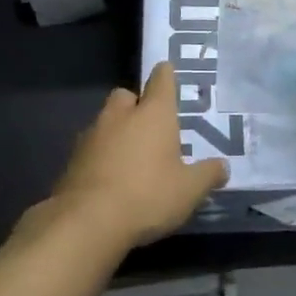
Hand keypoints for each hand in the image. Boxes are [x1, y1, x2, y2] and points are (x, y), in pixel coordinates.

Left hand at [43, 62, 229, 249]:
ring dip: (117, 132)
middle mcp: (121, 115)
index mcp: (153, 114)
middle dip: (137, 105)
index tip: (169, 73)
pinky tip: (110, 179)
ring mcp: (92, 135)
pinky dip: (101, 156)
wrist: (87, 222)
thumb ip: (208, 175)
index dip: (166, 75)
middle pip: (127, 96)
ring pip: (106, 121)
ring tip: (131, 158)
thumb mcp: (189, 190)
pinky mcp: (72, 159)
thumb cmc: (147, 195)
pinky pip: (91, 148)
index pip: (161, 79)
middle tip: (151, 128)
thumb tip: (223, 167)